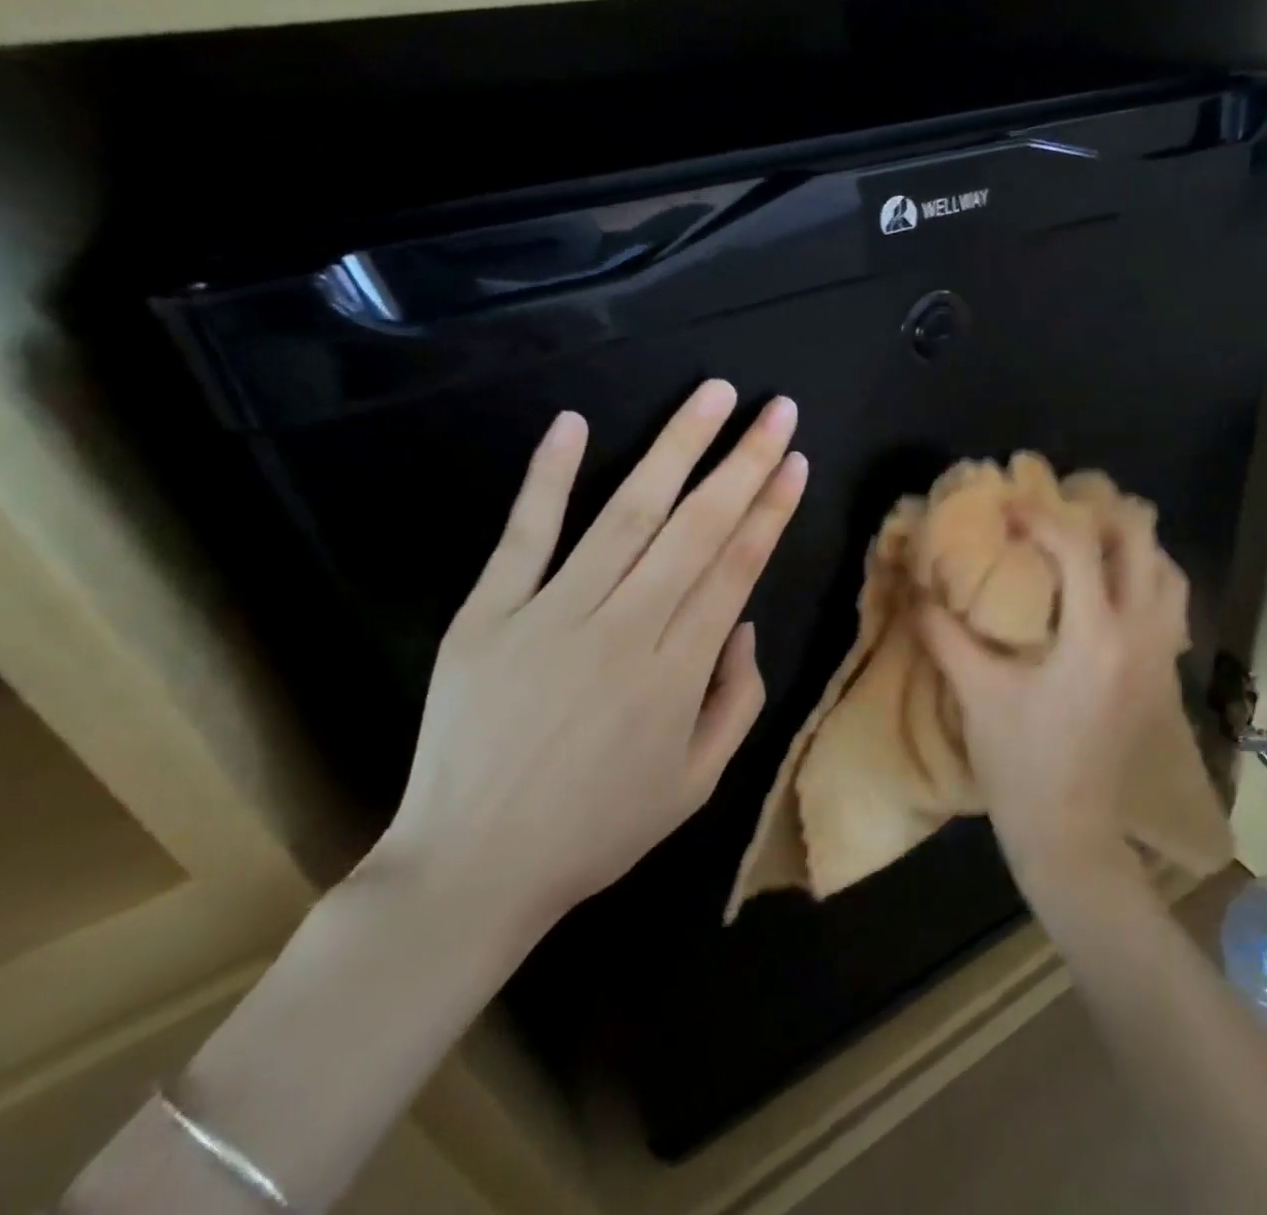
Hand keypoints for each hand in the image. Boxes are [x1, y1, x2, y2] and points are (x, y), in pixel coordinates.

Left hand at [370, 380, 807, 944]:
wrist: (471, 870)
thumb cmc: (597, 830)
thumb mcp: (698, 784)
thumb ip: (737, 701)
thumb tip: (743, 623)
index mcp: (678, 672)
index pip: (737, 567)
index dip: (771, 509)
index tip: (795, 461)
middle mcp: (624, 628)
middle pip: (696, 526)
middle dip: (743, 460)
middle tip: (775, 409)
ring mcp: (551, 614)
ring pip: (626, 513)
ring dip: (675, 447)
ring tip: (713, 395)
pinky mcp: (488, 614)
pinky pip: (524, 534)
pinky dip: (549, 476)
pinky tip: (575, 423)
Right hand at [919, 506, 1189, 884]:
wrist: (1069, 832)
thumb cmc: (1020, 763)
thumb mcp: (976, 694)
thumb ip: (944, 635)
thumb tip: (915, 590)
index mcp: (1095, 637)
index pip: (1079, 548)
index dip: (1042, 517)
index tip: (1010, 509)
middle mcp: (1140, 636)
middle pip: (1144, 547)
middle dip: (1106, 516)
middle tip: (1065, 510)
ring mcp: (1160, 658)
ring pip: (1170, 577)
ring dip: (1136, 549)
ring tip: (1095, 543)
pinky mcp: (1163, 679)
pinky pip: (1171, 609)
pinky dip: (1148, 583)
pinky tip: (1112, 594)